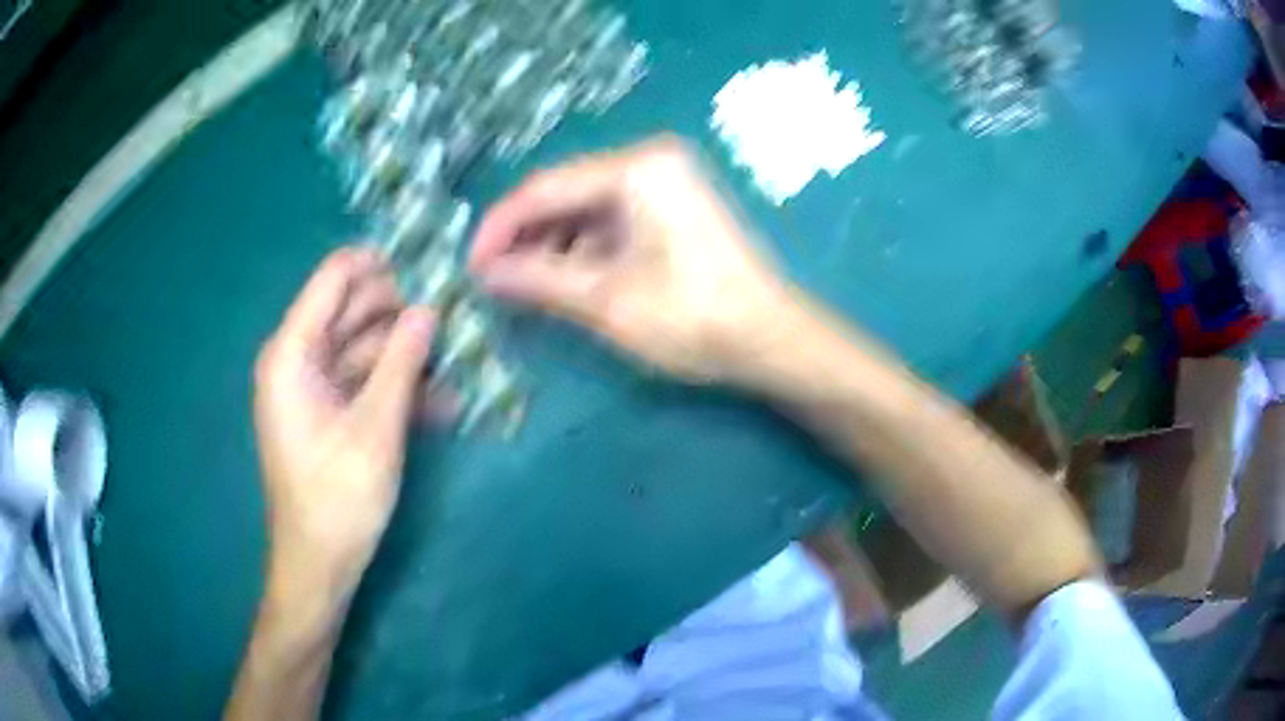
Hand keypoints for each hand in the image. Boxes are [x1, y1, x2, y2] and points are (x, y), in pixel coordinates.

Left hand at [253, 248, 434, 593]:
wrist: (319, 564)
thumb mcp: (375, 428)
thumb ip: (401, 363)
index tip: (431, 264)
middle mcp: (298, 358)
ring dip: (408, 353)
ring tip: (459, 356)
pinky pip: (364, 383)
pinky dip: (398, 387)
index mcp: (292, 351)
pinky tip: (442, 402)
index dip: (380, 263)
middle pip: (352, 310)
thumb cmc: (338, 497)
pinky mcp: (329, 412)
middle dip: (402, 309)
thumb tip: (429, 309)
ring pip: (364, 347)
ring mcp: (313, 386)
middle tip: (456, 311)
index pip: (334, 278)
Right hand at [469, 135, 795, 382]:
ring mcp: (665, 184)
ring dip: (551, 246)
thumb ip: (538, 280)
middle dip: (524, 237)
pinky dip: (582, 250)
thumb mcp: (607, 301)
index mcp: (637, 169)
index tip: (470, 265)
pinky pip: (611, 222)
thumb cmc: (694, 318)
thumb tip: (484, 274)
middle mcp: (650, 162)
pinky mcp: (673, 209)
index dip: (500, 227)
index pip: (546, 189)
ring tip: (518, 286)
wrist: (773, 341)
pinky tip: (559, 279)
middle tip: (490, 279)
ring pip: (586, 210)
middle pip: (565, 194)